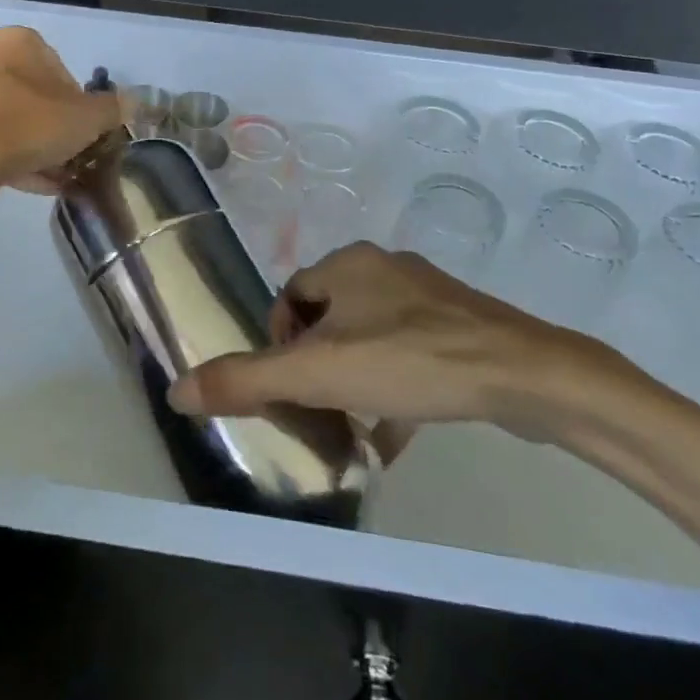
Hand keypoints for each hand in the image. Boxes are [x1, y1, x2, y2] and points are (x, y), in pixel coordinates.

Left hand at [0, 26, 122, 193]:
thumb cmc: (28, 124)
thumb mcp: (86, 118)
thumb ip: (112, 109)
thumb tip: (134, 103)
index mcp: (19, 43)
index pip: (60, 68)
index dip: (78, 102)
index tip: (86, 130)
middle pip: (33, 95)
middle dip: (54, 126)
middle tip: (71, 155)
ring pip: (9, 120)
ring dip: (34, 146)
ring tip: (56, 178)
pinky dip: (10, 160)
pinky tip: (32, 186)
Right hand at [167, 241, 634, 445]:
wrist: (523, 374)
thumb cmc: (408, 360)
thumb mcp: (317, 374)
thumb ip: (246, 381)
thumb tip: (176, 390)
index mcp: (348, 263)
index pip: (291, 296)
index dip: (279, 342)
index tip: (290, 388)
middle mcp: (385, 268)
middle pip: (329, 317)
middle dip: (317, 365)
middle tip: (319, 410)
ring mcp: (428, 295)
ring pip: (370, 336)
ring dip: (354, 379)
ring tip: (352, 427)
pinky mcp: (461, 325)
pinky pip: (410, 352)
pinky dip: (393, 389)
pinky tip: (393, 436)